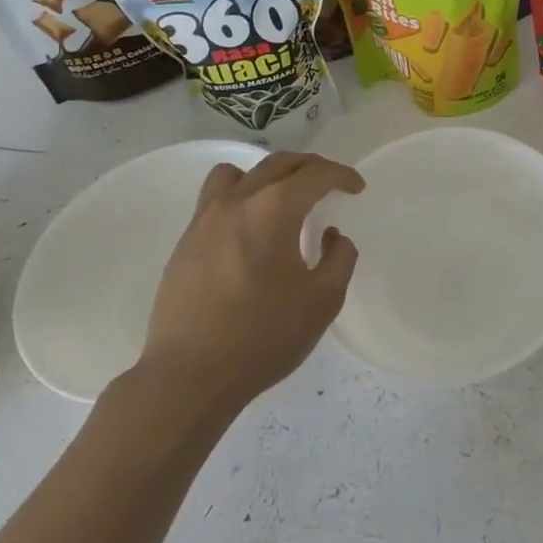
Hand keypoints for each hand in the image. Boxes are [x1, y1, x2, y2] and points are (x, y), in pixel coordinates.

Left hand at [135, 152, 362, 410]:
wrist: (188, 378)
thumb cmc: (261, 338)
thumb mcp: (323, 301)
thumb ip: (340, 258)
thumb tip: (332, 235)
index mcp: (274, 209)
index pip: (316, 174)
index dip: (341, 176)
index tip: (356, 188)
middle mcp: (238, 201)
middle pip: (280, 163)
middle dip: (311, 168)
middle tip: (330, 185)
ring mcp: (206, 218)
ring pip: (240, 172)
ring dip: (269, 175)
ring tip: (282, 198)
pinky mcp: (185, 240)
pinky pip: (215, 197)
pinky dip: (240, 196)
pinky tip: (250, 229)